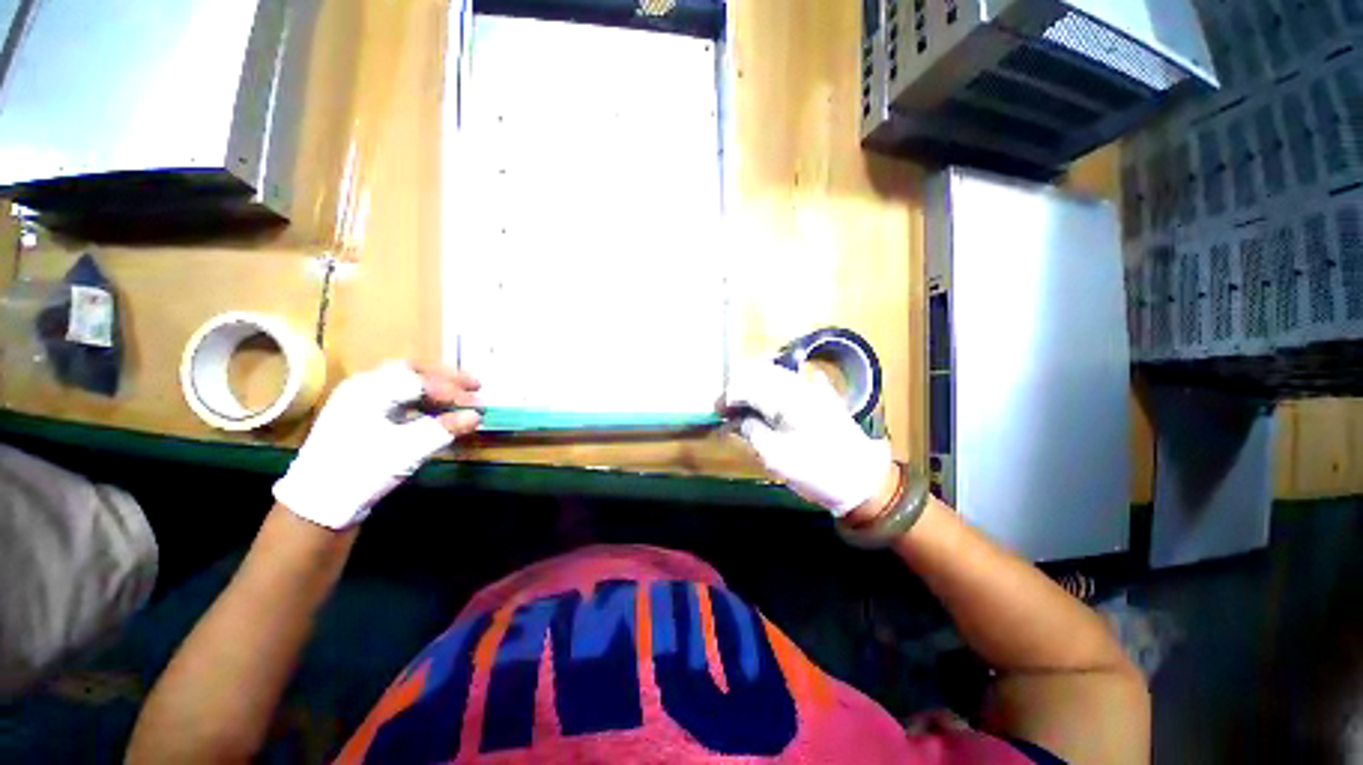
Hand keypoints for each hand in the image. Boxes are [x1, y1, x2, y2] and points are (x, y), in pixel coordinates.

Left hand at [273, 360, 481, 528]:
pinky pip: (400, 401)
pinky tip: (440, 414)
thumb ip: (444, 428)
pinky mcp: (365, 421)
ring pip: (406, 385)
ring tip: (462, 399)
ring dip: (437, 390)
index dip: (453, 390)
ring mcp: (362, 404)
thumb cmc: (361, 470)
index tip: (478, 402)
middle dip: (446, 378)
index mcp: (369, 389)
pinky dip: (425, 403)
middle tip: (474, 387)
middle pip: (412, 372)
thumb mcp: (407, 450)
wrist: (319, 505)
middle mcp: (364, 389)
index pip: (420, 380)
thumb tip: (476, 415)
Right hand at [723, 360, 892, 516]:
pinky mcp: (821, 397)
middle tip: (727, 410)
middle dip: (739, 387)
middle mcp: (799, 384)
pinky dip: (773, 389)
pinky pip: (791, 383)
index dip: (727, 396)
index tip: (716, 412)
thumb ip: (751, 431)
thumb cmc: (817, 470)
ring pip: (775, 374)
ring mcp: (813, 388)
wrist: (863, 480)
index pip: (747, 384)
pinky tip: (769, 403)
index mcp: (786, 397)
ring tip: (744, 407)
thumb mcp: (775, 457)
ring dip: (754, 386)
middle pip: (759, 372)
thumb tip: (737, 420)